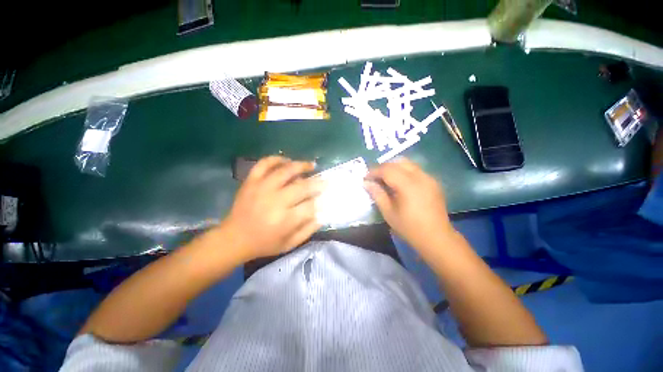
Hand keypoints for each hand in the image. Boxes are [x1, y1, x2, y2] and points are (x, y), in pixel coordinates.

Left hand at [221, 156, 322, 260]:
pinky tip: (286, 161)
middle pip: (302, 186)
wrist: (234, 238)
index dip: (321, 199)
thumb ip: (308, 230)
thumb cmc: (264, 243)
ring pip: (285, 170)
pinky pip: (264, 164)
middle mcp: (275, 201)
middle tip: (324, 180)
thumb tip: (322, 214)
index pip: (311, 204)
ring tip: (310, 165)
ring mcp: (262, 188)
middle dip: (317, 182)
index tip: (326, 196)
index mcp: (285, 220)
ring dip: (301, 165)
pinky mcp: (251, 181)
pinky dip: (276, 159)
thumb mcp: (289, 244)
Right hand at [364, 158, 453, 252]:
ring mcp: (429, 178)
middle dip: (383, 167)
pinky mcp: (433, 182)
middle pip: (398, 162)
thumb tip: (366, 183)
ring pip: (408, 164)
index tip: (365, 177)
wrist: (436, 238)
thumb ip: (377, 194)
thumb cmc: (409, 227)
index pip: (387, 170)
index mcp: (408, 185)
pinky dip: (404, 172)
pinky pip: (415, 170)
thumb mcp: (388, 212)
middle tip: (374, 177)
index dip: (374, 171)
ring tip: (385, 179)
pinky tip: (399, 184)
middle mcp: (420, 177)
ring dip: (394, 168)